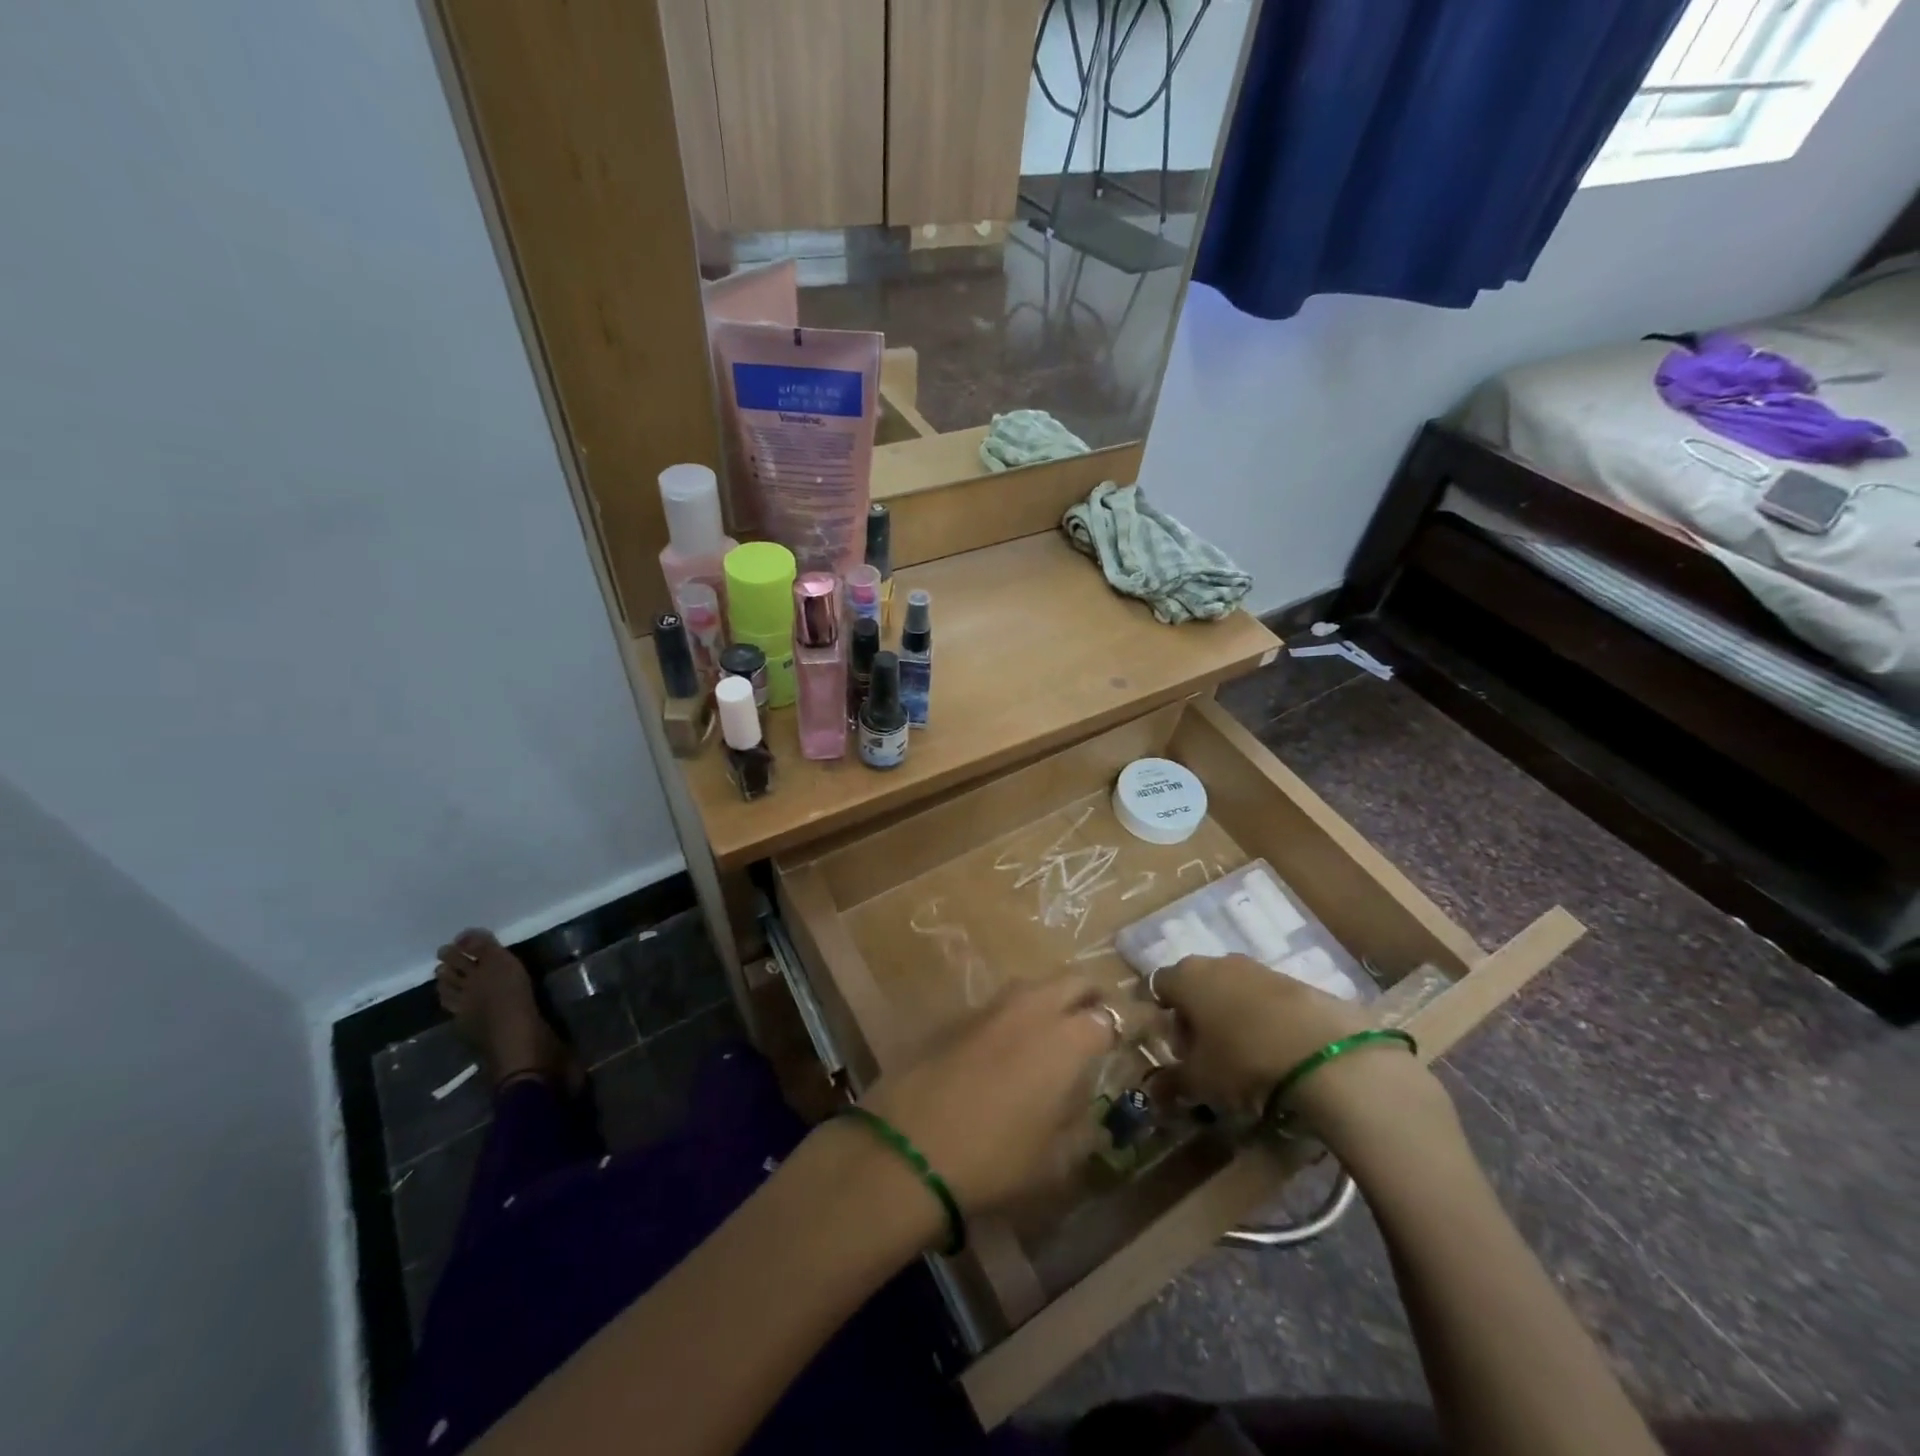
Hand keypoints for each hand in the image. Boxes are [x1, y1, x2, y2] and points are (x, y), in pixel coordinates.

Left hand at [861, 975, 1115, 1216]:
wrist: (908, 1146)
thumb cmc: (994, 1160)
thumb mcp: (1054, 1162)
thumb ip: (1081, 1129)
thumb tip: (1089, 1112)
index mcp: (1067, 1038)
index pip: (1113, 1015)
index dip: (1133, 1021)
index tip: (1145, 1029)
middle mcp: (1033, 1008)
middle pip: (1074, 980)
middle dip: (1095, 994)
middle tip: (1102, 1022)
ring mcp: (992, 1007)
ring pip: (1036, 984)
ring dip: (1055, 998)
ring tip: (1059, 1032)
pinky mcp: (959, 1016)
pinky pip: (1004, 1003)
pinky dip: (1020, 1014)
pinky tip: (1013, 1046)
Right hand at [1155, 955, 1447, 1144]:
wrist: (1325, 1053)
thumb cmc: (1244, 1060)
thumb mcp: (1201, 1082)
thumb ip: (1172, 1083)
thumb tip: (1153, 1091)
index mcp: (1186, 976)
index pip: (1158, 986)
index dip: (1163, 1017)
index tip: (1176, 1049)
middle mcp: (1217, 962)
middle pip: (1195, 986)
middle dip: (1196, 1018)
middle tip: (1206, 1057)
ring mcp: (1258, 967)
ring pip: (1230, 990)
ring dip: (1230, 1018)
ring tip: (1243, 1058)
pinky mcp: (1294, 980)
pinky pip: (1264, 998)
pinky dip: (1261, 1019)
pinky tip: (1274, 1051)